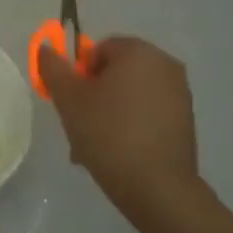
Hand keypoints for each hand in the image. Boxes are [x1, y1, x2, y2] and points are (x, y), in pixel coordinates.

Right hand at [38, 36, 203, 226]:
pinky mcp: (186, 120)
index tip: (72, 101)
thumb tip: (46, 47)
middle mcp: (165, 65)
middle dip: (94, 95)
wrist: (156, 185)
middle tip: (78, 124)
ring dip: (109, 112)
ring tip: (95, 145)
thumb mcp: (69, 99)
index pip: (98, 49)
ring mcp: (180, 93)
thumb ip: (54, 68)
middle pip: (116, 72)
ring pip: (130, 95)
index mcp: (139, 52)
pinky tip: (117, 152)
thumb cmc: (107, 133)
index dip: (79, 74)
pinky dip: (130, 125)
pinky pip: (147, 113)